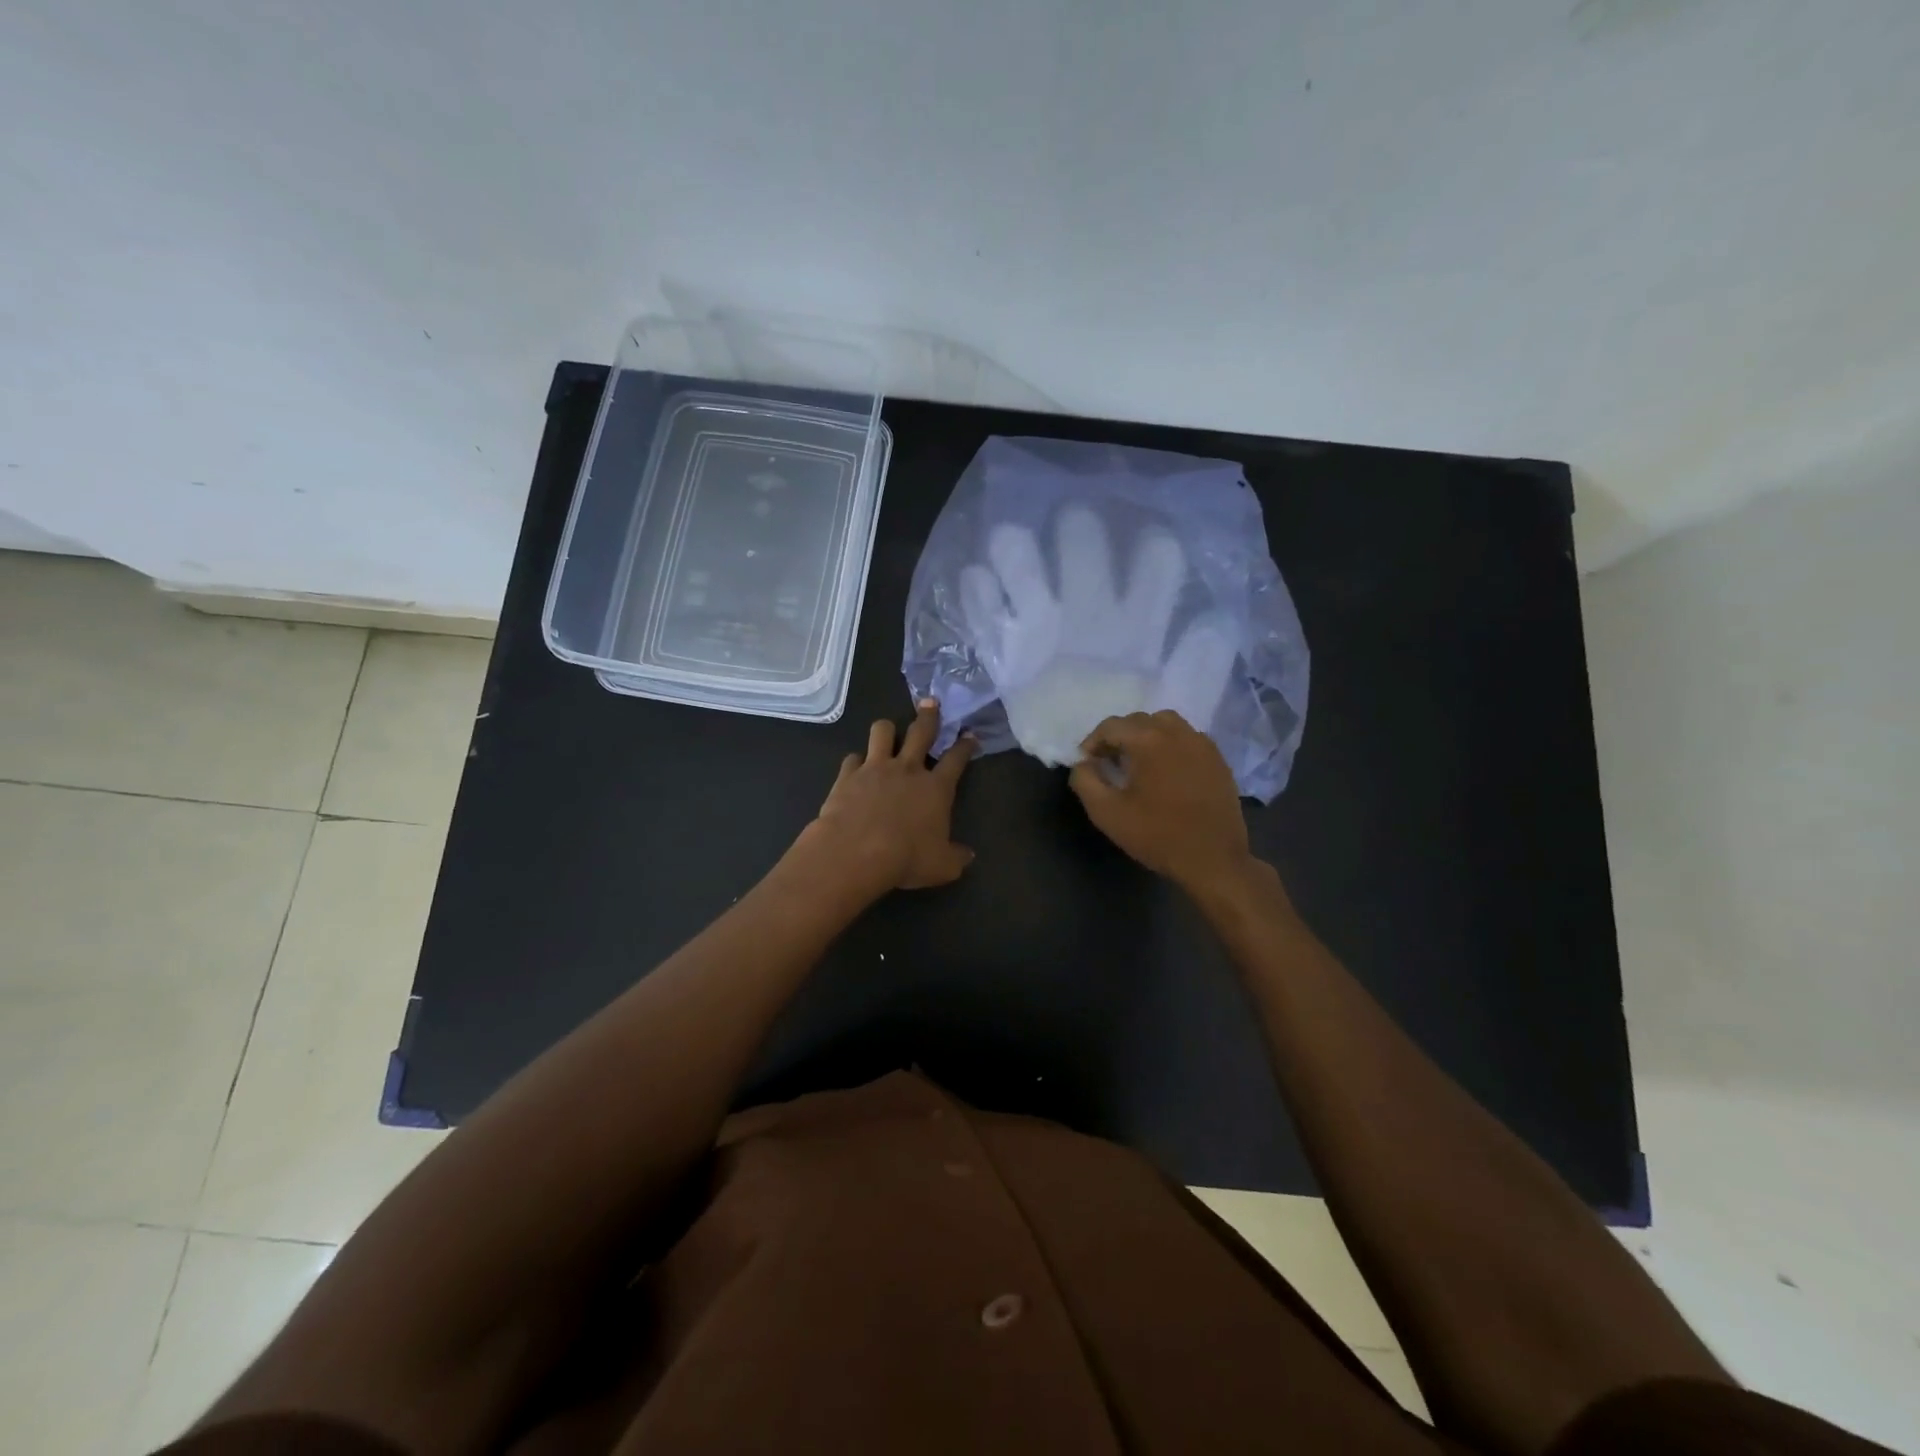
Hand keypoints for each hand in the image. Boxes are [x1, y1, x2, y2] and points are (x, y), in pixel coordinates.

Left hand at [800, 700, 976, 893]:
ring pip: (882, 732)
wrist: (856, 852)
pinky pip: (852, 758)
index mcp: (936, 788)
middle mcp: (908, 769)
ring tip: (888, 731)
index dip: (965, 745)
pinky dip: (856, 761)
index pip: (956, 759)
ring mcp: (876, 768)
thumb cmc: (906, 858)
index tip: (970, 735)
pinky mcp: (848, 775)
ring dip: (887, 729)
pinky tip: (856, 768)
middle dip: (929, 715)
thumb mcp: (942, 866)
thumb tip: (968, 855)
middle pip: (921, 731)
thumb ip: (957, 857)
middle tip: (931, 702)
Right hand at [1069, 710, 1252, 892]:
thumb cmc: (1156, 835)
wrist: (1213, 860)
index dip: (1092, 743)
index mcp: (1148, 740)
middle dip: (1118, 737)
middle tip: (1109, 764)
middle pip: (1138, 720)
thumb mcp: (1106, 812)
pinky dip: (1170, 745)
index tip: (1087, 765)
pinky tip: (1166, 771)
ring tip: (1138, 763)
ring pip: (1166, 723)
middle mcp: (1177, 732)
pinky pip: (1187, 738)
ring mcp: (1202, 744)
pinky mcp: (1218, 759)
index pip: (1110, 726)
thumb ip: (1085, 780)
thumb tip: (1083, 763)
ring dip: (1146, 736)